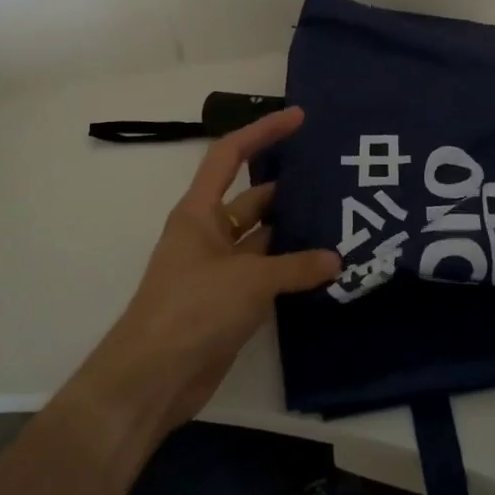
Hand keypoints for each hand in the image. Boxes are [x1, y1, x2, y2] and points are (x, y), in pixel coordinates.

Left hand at [70, 108, 338, 446]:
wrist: (154, 378)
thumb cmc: (193, 309)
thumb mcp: (249, 280)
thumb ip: (296, 268)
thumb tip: (336, 260)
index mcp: (200, 212)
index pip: (230, 155)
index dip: (263, 131)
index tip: (298, 117)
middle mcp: (209, 233)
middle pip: (253, 198)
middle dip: (290, 188)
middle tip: (335, 180)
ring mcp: (219, 269)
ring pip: (263, 238)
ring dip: (295, 233)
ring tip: (341, 221)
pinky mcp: (229, 301)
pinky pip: (266, 273)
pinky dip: (292, 270)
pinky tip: (326, 268)